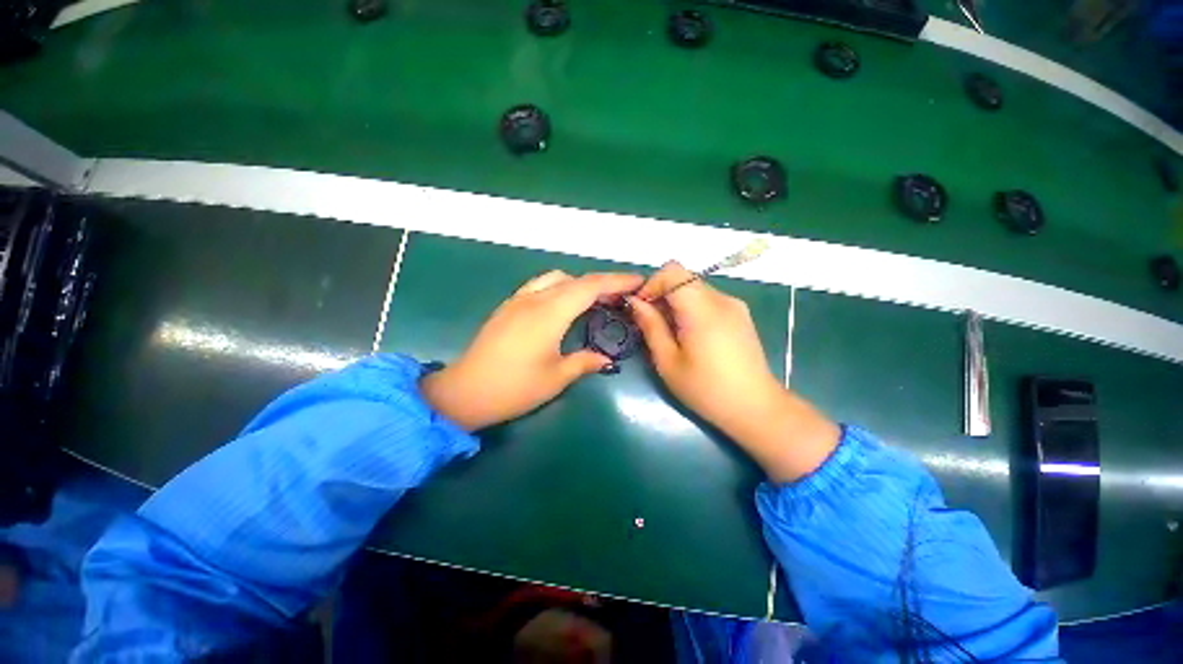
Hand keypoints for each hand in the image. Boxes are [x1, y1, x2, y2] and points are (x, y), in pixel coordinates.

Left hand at [421, 270, 643, 430]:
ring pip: (556, 279)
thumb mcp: (556, 378)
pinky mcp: (508, 306)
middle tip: (621, 296)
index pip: (590, 287)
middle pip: (575, 280)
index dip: (616, 281)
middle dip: (602, 283)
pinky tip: (564, 307)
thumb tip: (606, 359)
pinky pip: (541, 286)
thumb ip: (585, 362)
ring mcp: (518, 300)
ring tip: (595, 301)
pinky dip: (560, 288)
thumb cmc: (514, 388)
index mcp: (549, 314)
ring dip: (579, 284)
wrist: (464, 392)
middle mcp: (534, 299)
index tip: (638, 281)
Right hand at [629, 262, 839, 481]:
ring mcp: (734, 305)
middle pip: (683, 279)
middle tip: (651, 324)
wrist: (755, 408)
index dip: (651, 284)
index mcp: (703, 310)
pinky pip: (708, 300)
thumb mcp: (668, 362)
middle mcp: (722, 299)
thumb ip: (651, 326)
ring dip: (675, 303)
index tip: (642, 308)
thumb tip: (635, 302)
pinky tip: (690, 336)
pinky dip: (691, 309)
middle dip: (661, 295)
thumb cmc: (706, 389)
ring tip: (670, 334)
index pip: (673, 271)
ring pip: (694, 289)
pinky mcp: (740, 314)